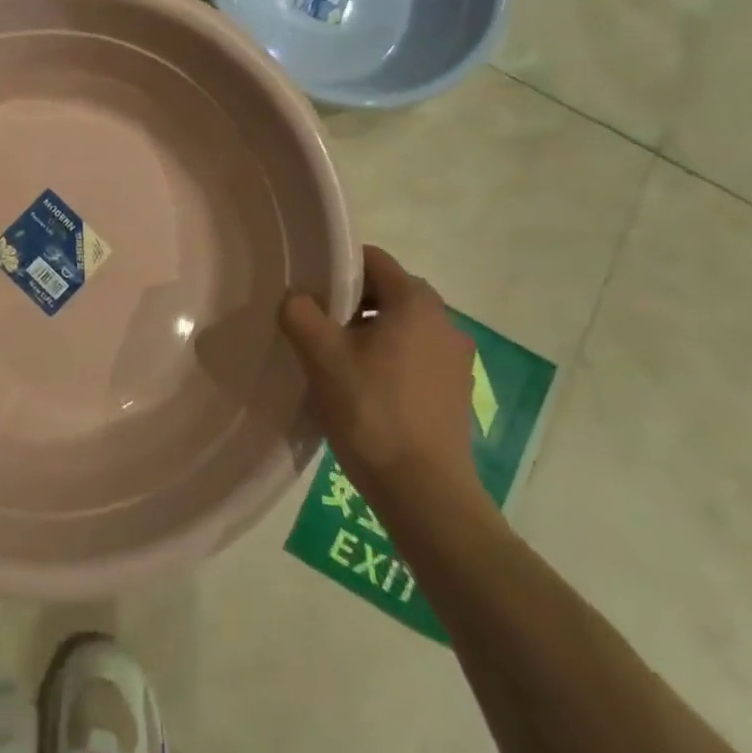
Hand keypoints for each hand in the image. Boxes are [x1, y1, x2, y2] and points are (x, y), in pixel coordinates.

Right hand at [278, 245, 483, 524]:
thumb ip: (300, 313)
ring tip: (336, 361)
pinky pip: (414, 355)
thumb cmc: (371, 411)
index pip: (372, 260)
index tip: (309, 293)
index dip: (336, 268)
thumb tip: (296, 298)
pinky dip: (388, 359)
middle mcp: (444, 321)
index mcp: (416, 302)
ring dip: (368, 333)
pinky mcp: (455, 391)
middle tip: (317, 327)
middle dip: (350, 303)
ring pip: (401, 325)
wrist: (424, 493)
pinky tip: (364, 389)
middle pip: (388, 291)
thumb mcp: (321, 356)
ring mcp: (455, 359)